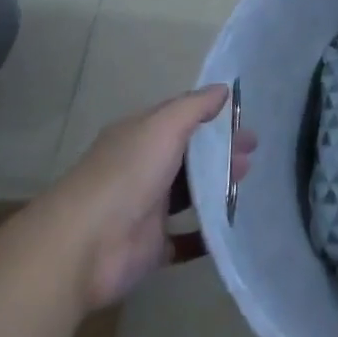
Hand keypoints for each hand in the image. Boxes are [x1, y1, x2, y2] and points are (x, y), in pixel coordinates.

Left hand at [50, 85, 258, 310]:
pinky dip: (207, 234)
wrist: (85, 246)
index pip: (181, 119)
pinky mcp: (152, 247)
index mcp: (141, 136)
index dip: (213, 118)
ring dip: (218, 189)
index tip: (244, 121)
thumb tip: (223, 88)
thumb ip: (194, 107)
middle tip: (253, 154)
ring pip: (190, 195)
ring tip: (247, 184)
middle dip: (221, 153)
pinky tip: (232, 227)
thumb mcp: (163, 127)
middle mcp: (144, 168)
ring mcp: (147, 209)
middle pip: (190, 157)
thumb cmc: (127, 175)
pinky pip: (186, 239)